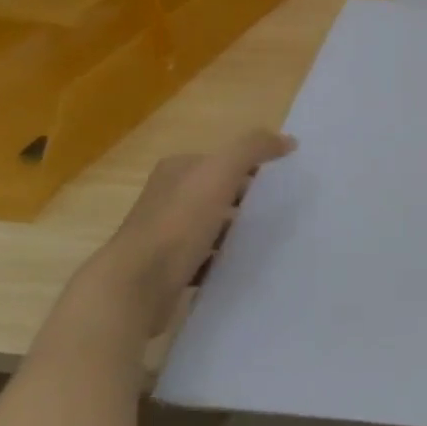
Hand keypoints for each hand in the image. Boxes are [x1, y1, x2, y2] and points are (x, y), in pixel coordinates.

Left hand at [58, 129, 296, 347]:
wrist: (137, 284)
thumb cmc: (179, 222)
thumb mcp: (221, 172)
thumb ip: (253, 148)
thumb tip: (289, 140)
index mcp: (177, 171)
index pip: (221, 160)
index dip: (251, 167)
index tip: (281, 182)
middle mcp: (167, 198)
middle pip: (218, 193)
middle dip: (247, 200)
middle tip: (281, 210)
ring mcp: (165, 234)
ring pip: (213, 226)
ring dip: (237, 231)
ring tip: (267, 238)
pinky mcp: (168, 267)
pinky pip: (206, 257)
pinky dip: (224, 259)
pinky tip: (243, 264)